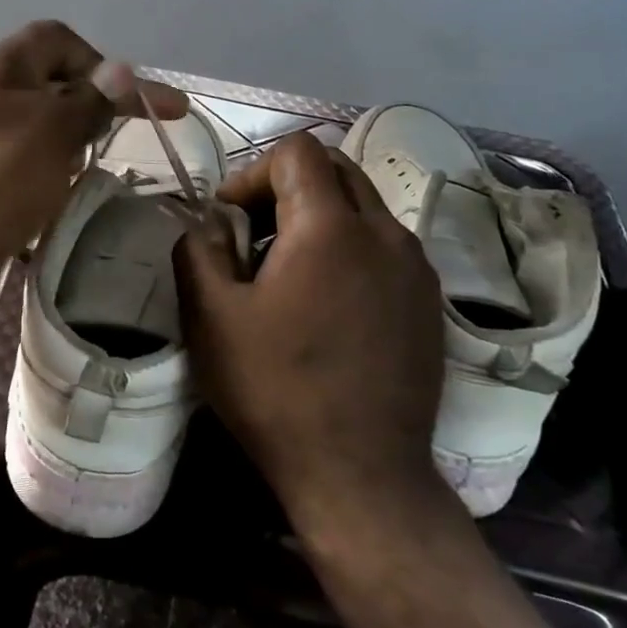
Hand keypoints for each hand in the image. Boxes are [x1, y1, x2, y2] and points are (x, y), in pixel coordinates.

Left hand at [0, 20, 188, 320]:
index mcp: (0, 68)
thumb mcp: (52, 133)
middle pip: (51, 82)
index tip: (133, 102)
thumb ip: (90, 100)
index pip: (59, 38)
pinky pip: (21, 164)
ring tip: (87, 176)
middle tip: (119, 141)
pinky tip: (56, 202)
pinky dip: (46, 176)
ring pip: (38, 127)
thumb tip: (122, 70)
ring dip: (70, 146)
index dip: (101, 62)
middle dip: (90, 107)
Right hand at [173, 132, 452, 526]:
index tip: (228, 218)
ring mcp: (416, 267)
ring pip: (363, 206)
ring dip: (319, 216)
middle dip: (287, 186)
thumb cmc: (277, 391)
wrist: (362, 475)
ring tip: (286, 270)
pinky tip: (326, 301)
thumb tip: (205, 222)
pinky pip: (384, 244)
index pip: (298, 152)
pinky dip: (349, 246)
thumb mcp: (211, 319)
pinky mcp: (428, 301)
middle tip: (253, 234)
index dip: (253, 172)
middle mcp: (385, 232)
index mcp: (331, 227)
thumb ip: (197, 250)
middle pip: (336, 169)